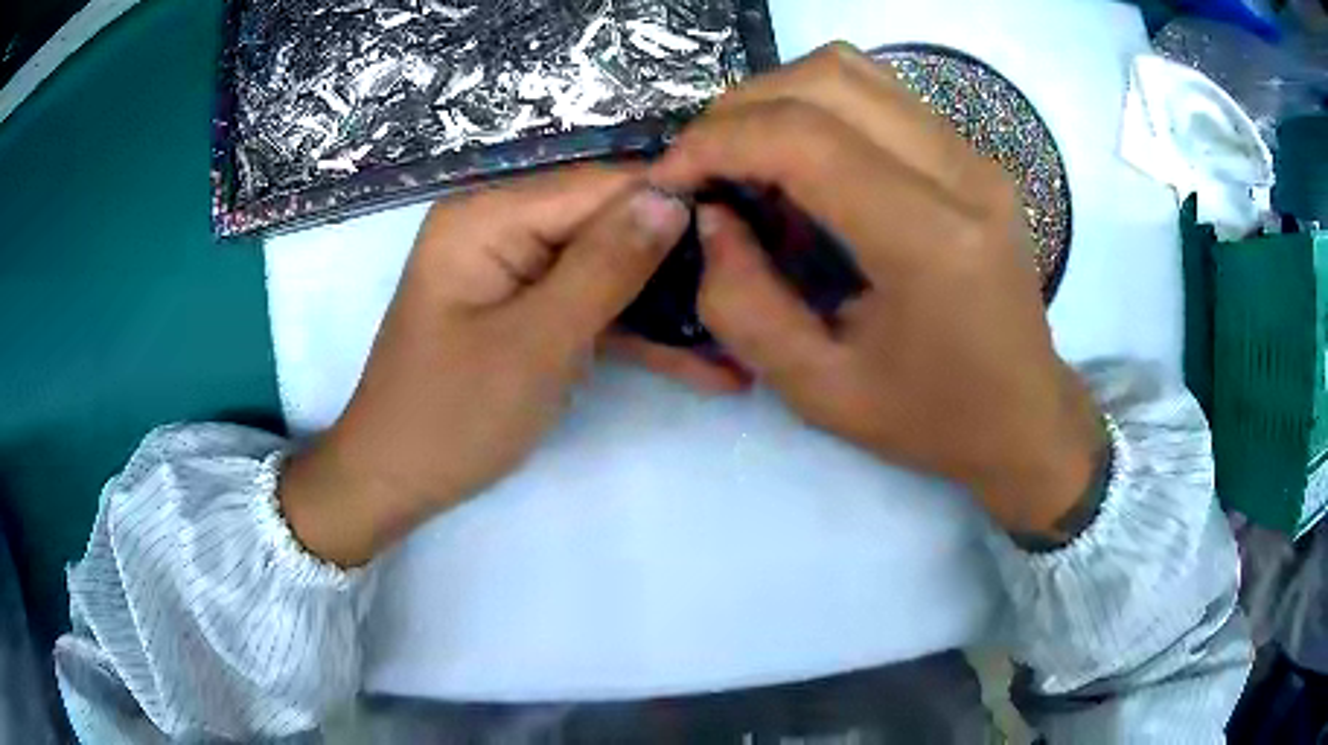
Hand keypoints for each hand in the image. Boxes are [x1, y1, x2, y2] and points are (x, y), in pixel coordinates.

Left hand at [280, 166, 736, 566]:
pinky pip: (589, 307)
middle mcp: (501, 226)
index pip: (600, 186)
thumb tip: (673, 196)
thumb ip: (605, 265)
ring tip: (745, 336)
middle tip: (756, 293)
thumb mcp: (536, 342)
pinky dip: (636, 335)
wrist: (394, 482)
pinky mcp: (527, 308)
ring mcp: (515, 269)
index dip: (673, 204)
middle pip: (607, 225)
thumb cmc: (451, 416)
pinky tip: (703, 365)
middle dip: (678, 262)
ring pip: (608, 270)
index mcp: (488, 216)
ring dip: (669, 308)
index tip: (748, 234)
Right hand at [651, 44, 1106, 537]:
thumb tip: (710, 218)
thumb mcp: (820, 391)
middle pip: (827, 78)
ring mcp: (975, 155)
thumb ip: (744, 305)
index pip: (805, 138)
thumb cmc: (932, 419)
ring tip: (746, 153)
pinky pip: (880, 92)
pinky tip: (803, 157)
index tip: (670, 175)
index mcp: (933, 242)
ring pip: (853, 69)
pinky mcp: (974, 154)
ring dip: (779, 96)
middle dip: (740, 108)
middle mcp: (964, 174)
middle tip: (703, 163)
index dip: (717, 141)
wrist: (1025, 415)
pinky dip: (820, 104)